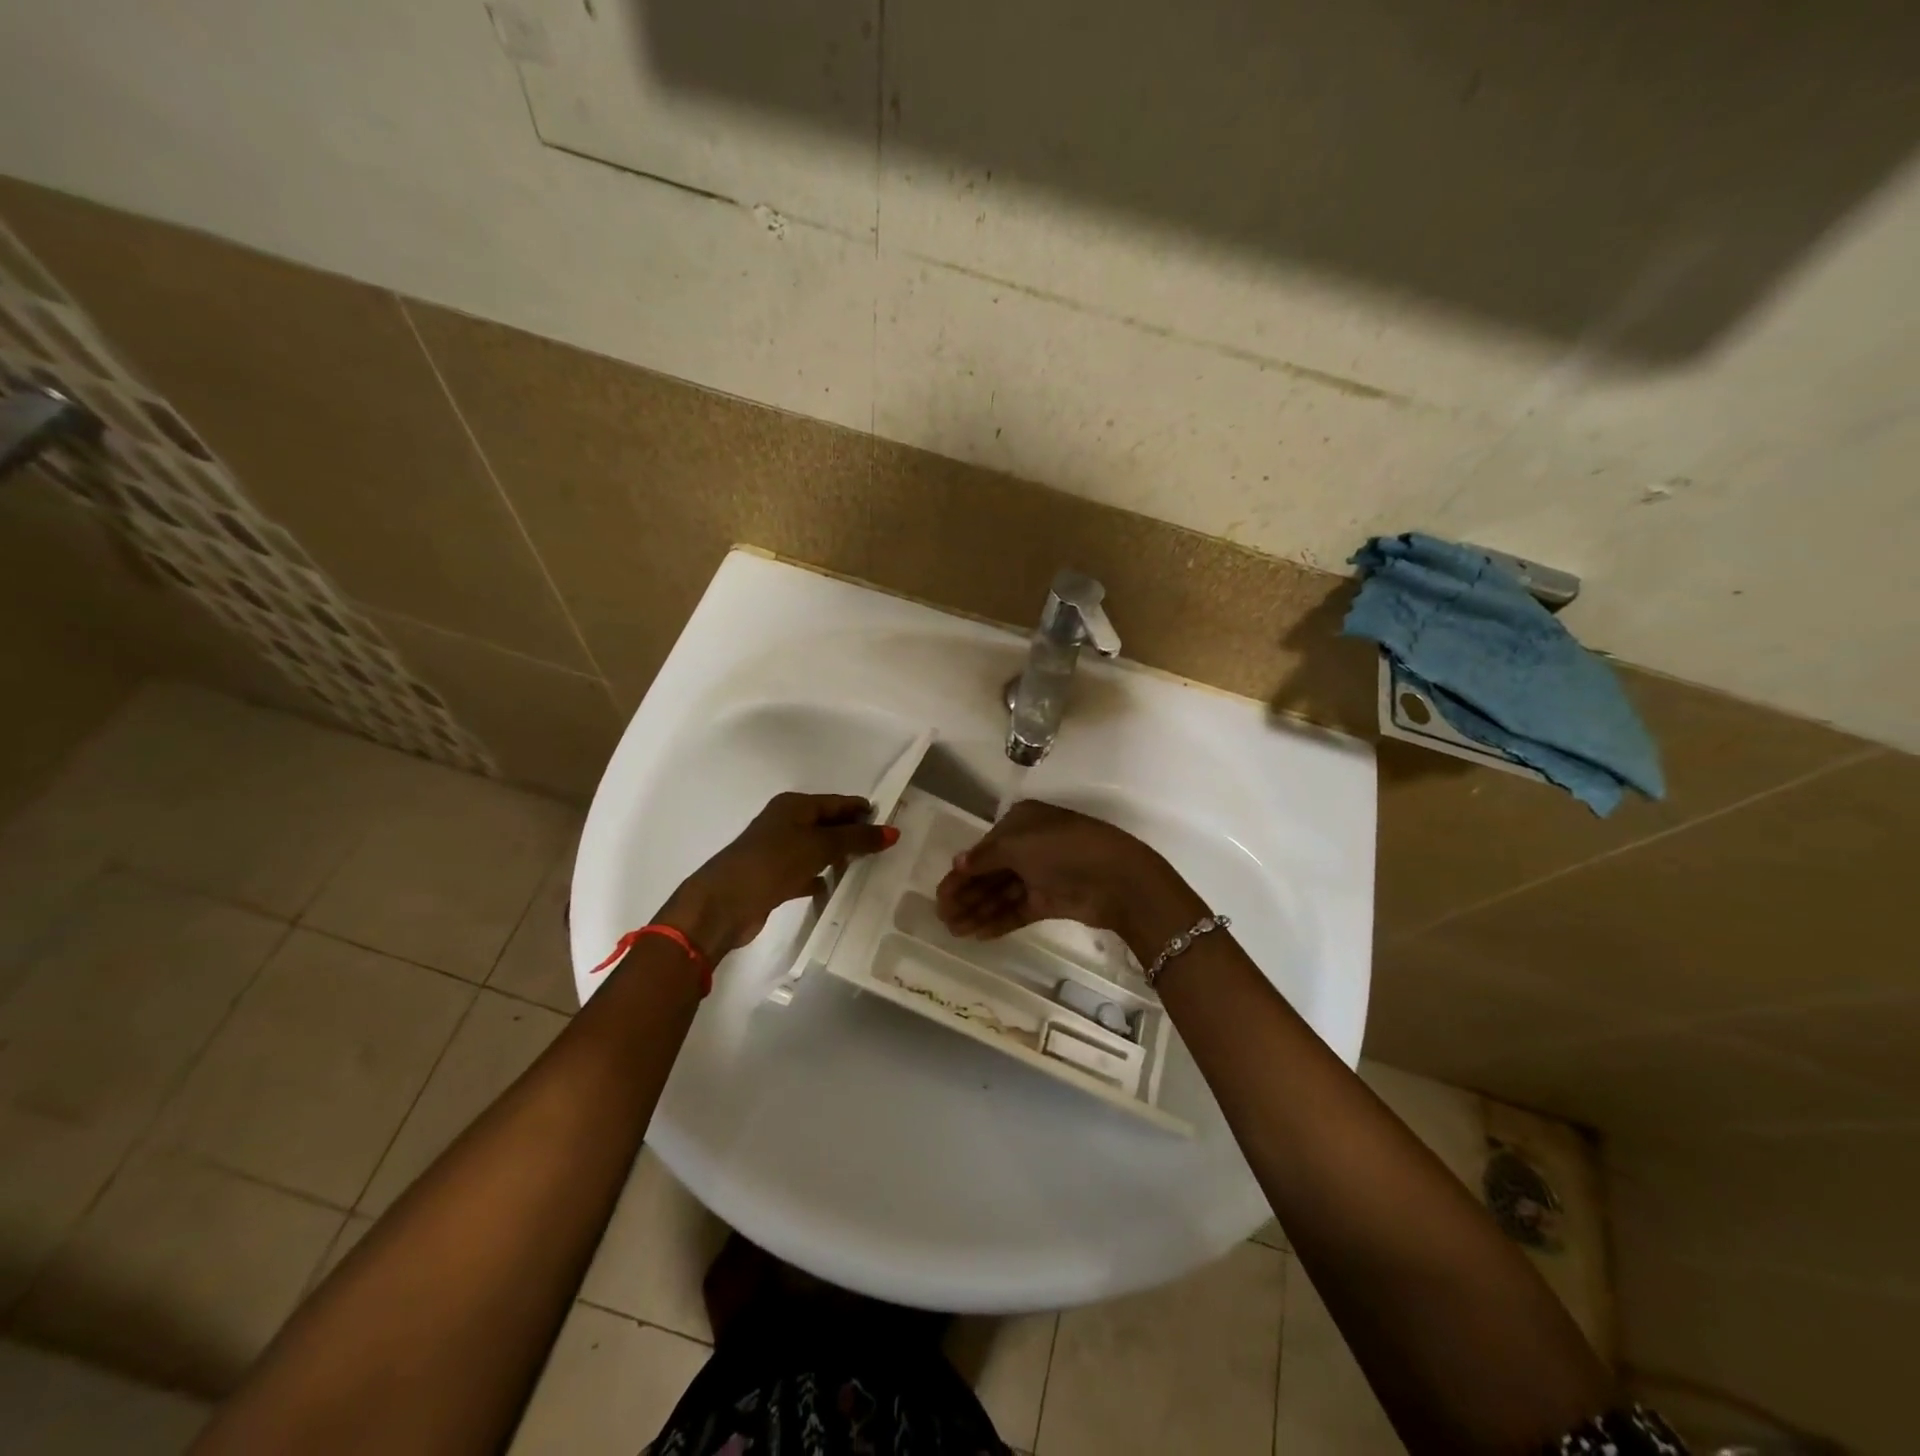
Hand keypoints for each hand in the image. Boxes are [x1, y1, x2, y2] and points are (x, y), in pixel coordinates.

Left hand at [661, 792, 898, 959]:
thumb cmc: (773, 863)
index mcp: (794, 806)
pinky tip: (835, 887)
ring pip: (817, 849)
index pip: (838, 802)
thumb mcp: (820, 846)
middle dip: (853, 834)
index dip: (863, 810)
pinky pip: (806, 872)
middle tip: (886, 847)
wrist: (723, 903)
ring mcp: (778, 851)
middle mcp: (785, 823)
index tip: (892, 821)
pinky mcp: (773, 878)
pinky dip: (821, 877)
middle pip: (827, 824)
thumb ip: (857, 839)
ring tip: (868, 867)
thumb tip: (893, 831)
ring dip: (838, 856)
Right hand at [935, 800, 1202, 953]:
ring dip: (977, 911)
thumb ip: (984, 857)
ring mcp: (1040, 875)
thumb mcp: (1018, 845)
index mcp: (1021, 822)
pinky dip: (998, 921)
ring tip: (954, 931)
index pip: (983, 849)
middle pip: (989, 873)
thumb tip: (958, 863)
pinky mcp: (1050, 901)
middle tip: (941, 917)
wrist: (1116, 878)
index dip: (960, 873)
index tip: (940, 895)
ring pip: (1001, 894)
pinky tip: (978, 935)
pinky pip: (1017, 910)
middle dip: (965, 894)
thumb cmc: (1063, 849)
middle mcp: (1029, 846)